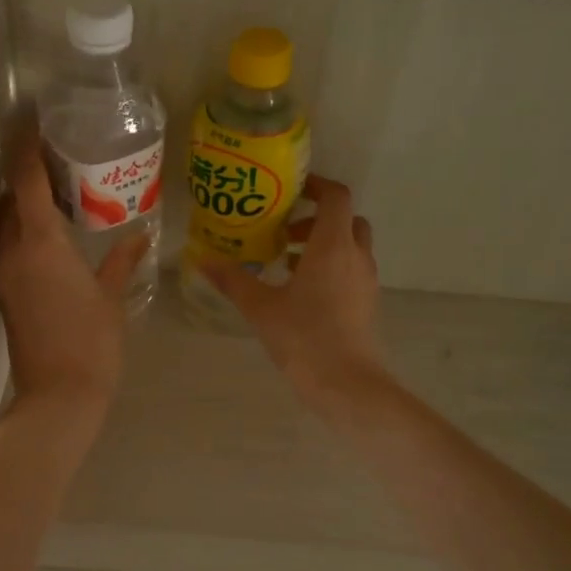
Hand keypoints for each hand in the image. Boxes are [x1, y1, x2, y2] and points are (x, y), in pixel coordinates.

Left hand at [0, 132, 149, 415]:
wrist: (57, 396)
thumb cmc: (92, 342)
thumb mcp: (112, 297)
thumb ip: (122, 261)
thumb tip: (139, 236)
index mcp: (41, 244)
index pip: (26, 182)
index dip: (26, 148)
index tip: (31, 122)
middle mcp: (14, 252)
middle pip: (10, 200)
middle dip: (26, 176)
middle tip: (57, 160)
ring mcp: (5, 274)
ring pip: (7, 225)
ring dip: (24, 205)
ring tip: (57, 195)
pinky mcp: (4, 294)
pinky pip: (10, 248)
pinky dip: (24, 232)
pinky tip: (51, 237)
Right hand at [202, 176, 388, 411]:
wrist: (347, 384)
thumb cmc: (304, 337)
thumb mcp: (260, 307)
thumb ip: (232, 280)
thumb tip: (203, 259)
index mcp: (332, 245)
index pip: (336, 197)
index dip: (317, 185)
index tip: (291, 190)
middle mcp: (356, 256)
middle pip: (346, 219)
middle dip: (317, 218)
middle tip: (284, 232)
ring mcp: (366, 280)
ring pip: (350, 246)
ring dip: (323, 244)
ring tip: (286, 263)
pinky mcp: (368, 303)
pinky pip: (352, 269)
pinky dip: (331, 266)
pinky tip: (301, 292)